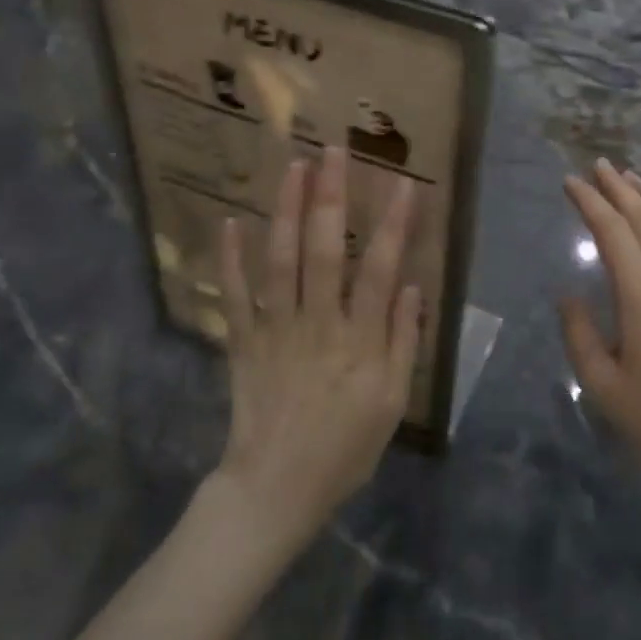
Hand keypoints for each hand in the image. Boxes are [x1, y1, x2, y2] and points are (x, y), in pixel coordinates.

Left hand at [213, 146, 420, 550]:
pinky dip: (230, 259)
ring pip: (280, 261)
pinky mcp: (243, 342)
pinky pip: (234, 295)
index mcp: (359, 341)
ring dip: (286, 210)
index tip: (403, 183)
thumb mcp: (391, 404)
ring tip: (294, 166)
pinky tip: (229, 221)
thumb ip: (402, 342)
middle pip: (323, 250)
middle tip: (333, 150)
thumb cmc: (344, 450)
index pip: (379, 269)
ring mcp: (275, 330)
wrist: (275, 489)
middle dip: (330, 197)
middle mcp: (317, 324)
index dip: (393, 225)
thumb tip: (410, 286)